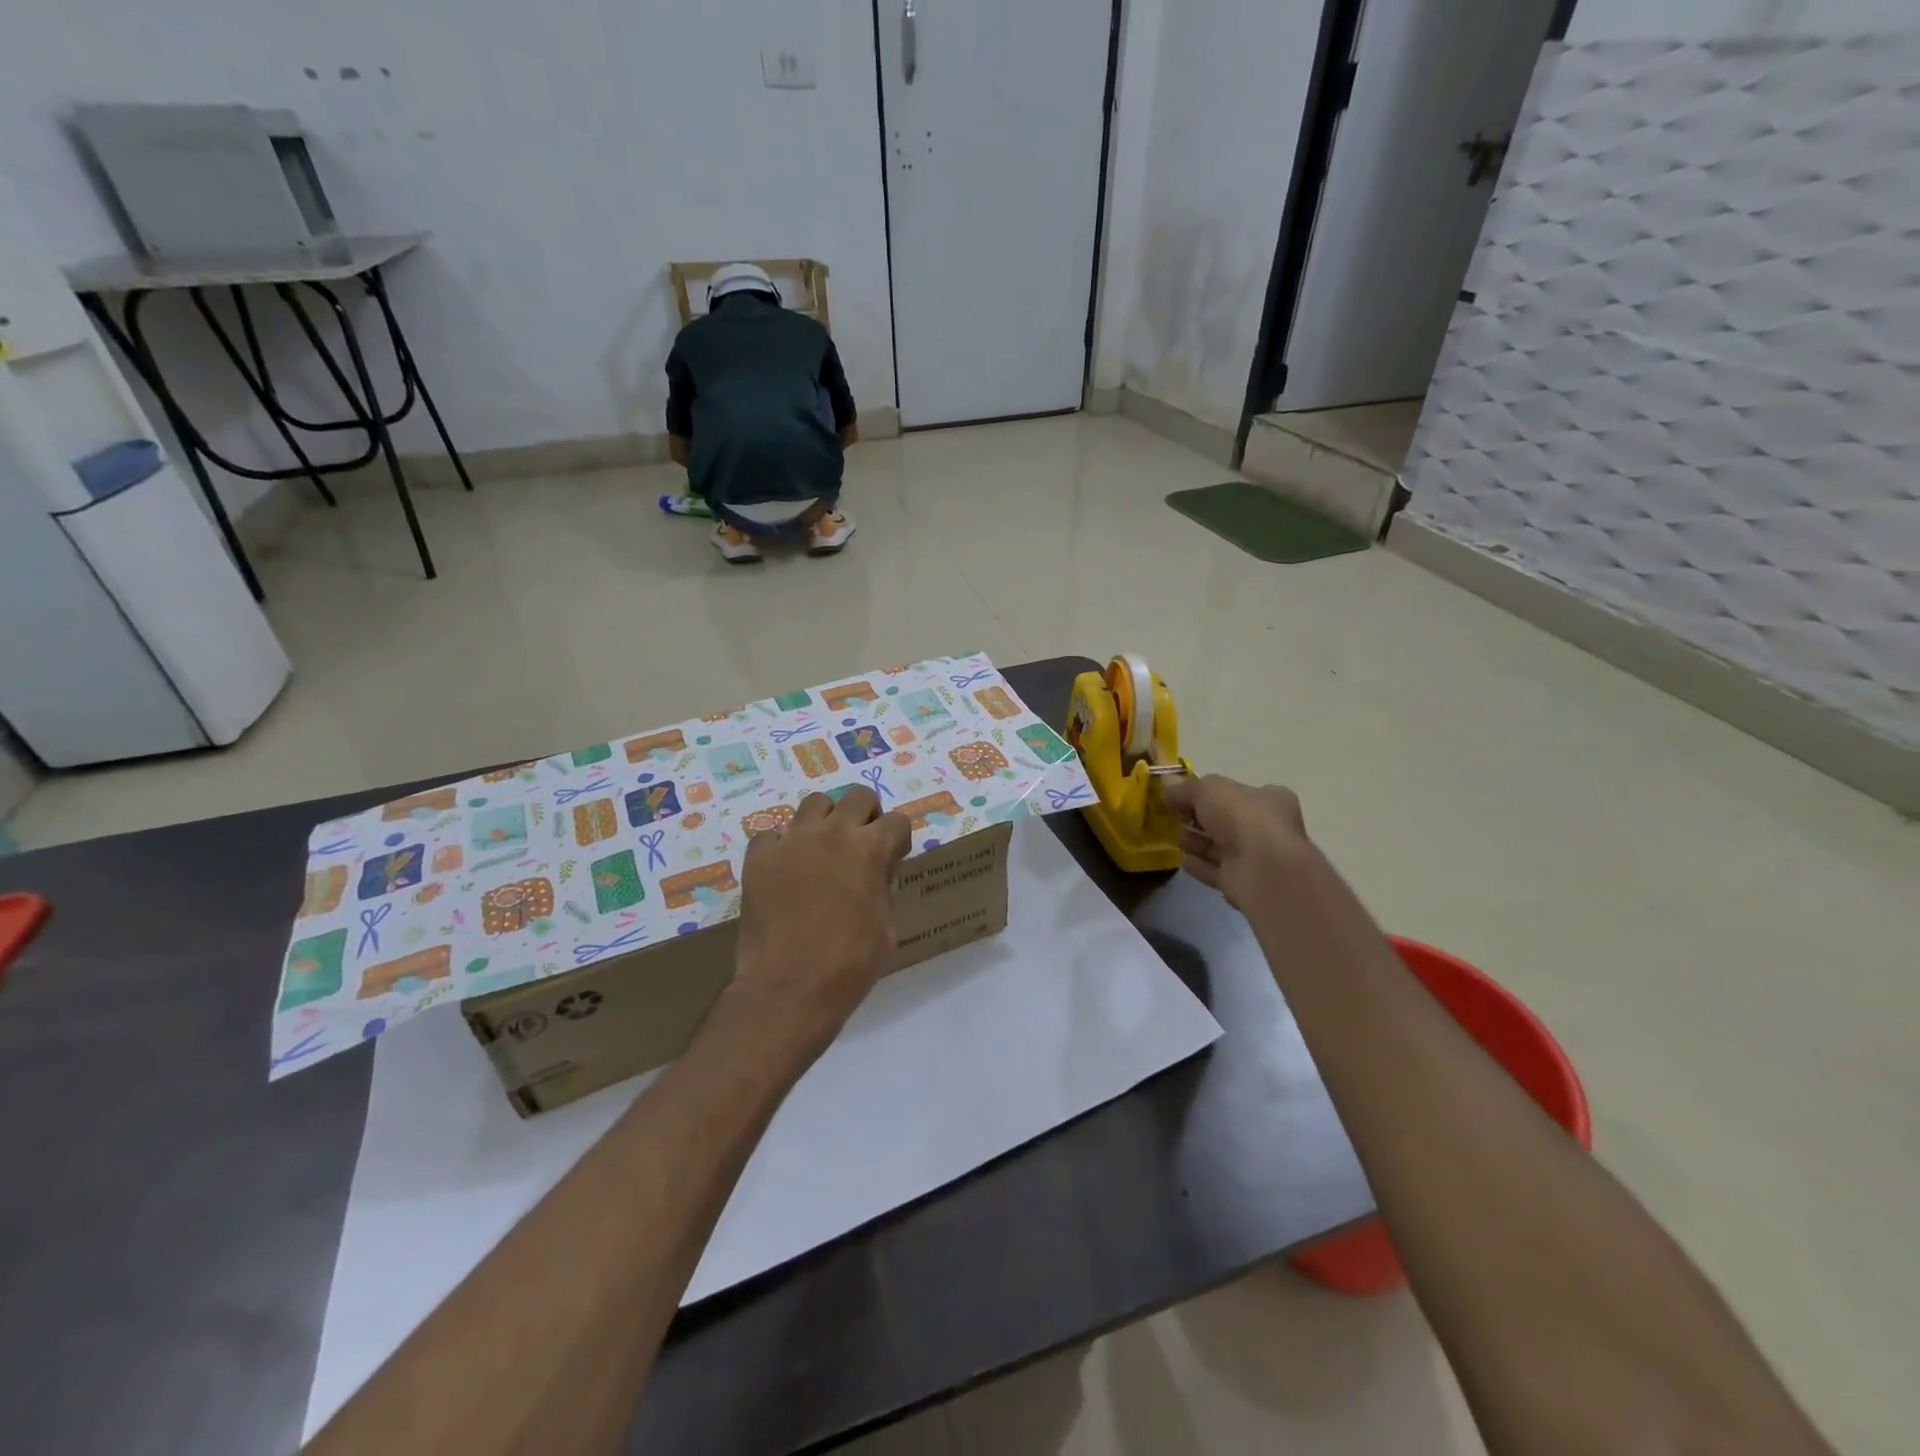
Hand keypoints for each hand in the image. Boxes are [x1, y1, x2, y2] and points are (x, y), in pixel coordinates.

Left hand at [728, 786, 911, 1061]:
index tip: (892, 858)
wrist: (788, 989)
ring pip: (814, 804)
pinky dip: (781, 846)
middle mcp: (833, 833)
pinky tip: (784, 871)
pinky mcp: (759, 857)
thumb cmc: (849, 965)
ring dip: (824, 821)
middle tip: (860, 845)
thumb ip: (883, 889)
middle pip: (858, 796)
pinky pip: (772, 834)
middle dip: (865, 816)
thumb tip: (876, 875)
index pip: (897, 821)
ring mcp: (792, 841)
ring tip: (821, 850)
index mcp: (871, 850)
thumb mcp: (886, 928)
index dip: (897, 840)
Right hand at [1159, 774, 1308, 911]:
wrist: (1263, 870)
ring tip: (1176, 839)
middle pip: (1225, 820)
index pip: (1235, 792)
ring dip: (1197, 842)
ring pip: (1220, 846)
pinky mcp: (1244, 883)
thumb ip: (1185, 788)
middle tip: (1176, 818)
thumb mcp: (1208, 789)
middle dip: (1198, 819)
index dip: (1206, 793)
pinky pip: (1216, 871)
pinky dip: (1200, 866)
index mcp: (1270, 799)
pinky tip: (1183, 861)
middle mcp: (1267, 827)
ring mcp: (1257, 857)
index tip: (1180, 797)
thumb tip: (1167, 786)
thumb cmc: (1242, 818)